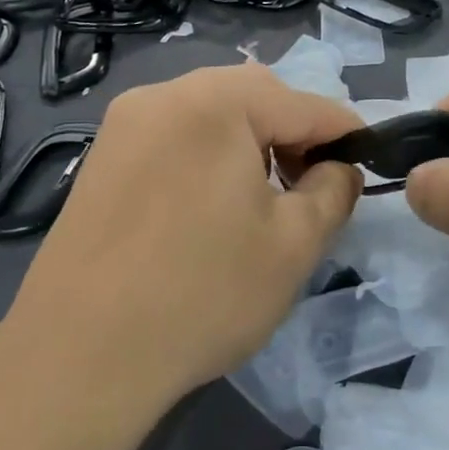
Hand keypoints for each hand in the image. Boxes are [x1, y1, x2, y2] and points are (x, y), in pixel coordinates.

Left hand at [0, 64, 363, 426]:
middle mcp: (164, 94)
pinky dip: (208, 155)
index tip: (369, 163)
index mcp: (215, 101)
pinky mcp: (101, 157)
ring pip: (210, 113)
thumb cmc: (202, 294)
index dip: (346, 133)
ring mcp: (124, 123)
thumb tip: (339, 168)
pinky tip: (211, 206)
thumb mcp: (294, 245)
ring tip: (263, 198)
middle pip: (253, 96)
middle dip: (293, 132)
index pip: (304, 103)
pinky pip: (174, 135)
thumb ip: (333, 191)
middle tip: (311, 185)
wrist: (78, 355)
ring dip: (250, 142)